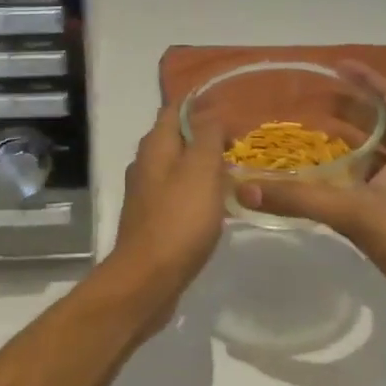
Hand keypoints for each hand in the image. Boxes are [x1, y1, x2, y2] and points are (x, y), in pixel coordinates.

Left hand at [104, 104, 227, 326]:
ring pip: (179, 168)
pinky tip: (218, 206)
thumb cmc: (179, 219)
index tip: (232, 112)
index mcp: (155, 146)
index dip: (203, 106)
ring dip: (204, 167)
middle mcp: (146, 164)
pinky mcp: (152, 220)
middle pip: (177, 138)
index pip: (176, 109)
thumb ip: (207, 136)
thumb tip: (211, 113)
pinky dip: (198, 193)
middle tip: (240, 145)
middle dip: (206, 137)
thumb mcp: (201, 169)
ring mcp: (146, 193)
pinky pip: (178, 195)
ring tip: (235, 174)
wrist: (148, 279)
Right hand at [240, 63, 385, 336]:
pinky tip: (338, 174)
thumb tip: (245, 187)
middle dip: (355, 104)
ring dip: (359, 133)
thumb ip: (300, 199)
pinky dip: (362, 162)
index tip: (338, 65)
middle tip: (318, 96)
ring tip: (321, 127)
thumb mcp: (354, 215)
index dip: (366, 78)